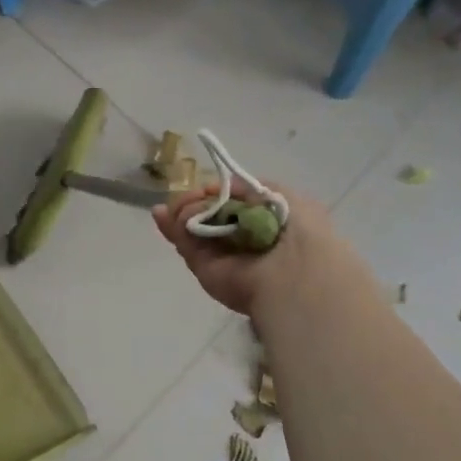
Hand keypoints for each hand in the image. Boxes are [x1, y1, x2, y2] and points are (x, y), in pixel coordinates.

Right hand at [152, 184, 328, 316]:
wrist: (291, 273)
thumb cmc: (296, 230)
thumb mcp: (282, 196)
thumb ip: (248, 187)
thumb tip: (215, 189)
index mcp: (261, 221)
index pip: (230, 202)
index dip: (216, 191)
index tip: (208, 187)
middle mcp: (239, 238)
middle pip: (207, 213)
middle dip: (193, 200)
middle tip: (191, 196)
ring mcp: (219, 254)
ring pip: (191, 226)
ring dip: (182, 210)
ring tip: (183, 207)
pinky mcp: (203, 268)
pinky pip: (184, 243)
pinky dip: (172, 227)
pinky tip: (164, 213)